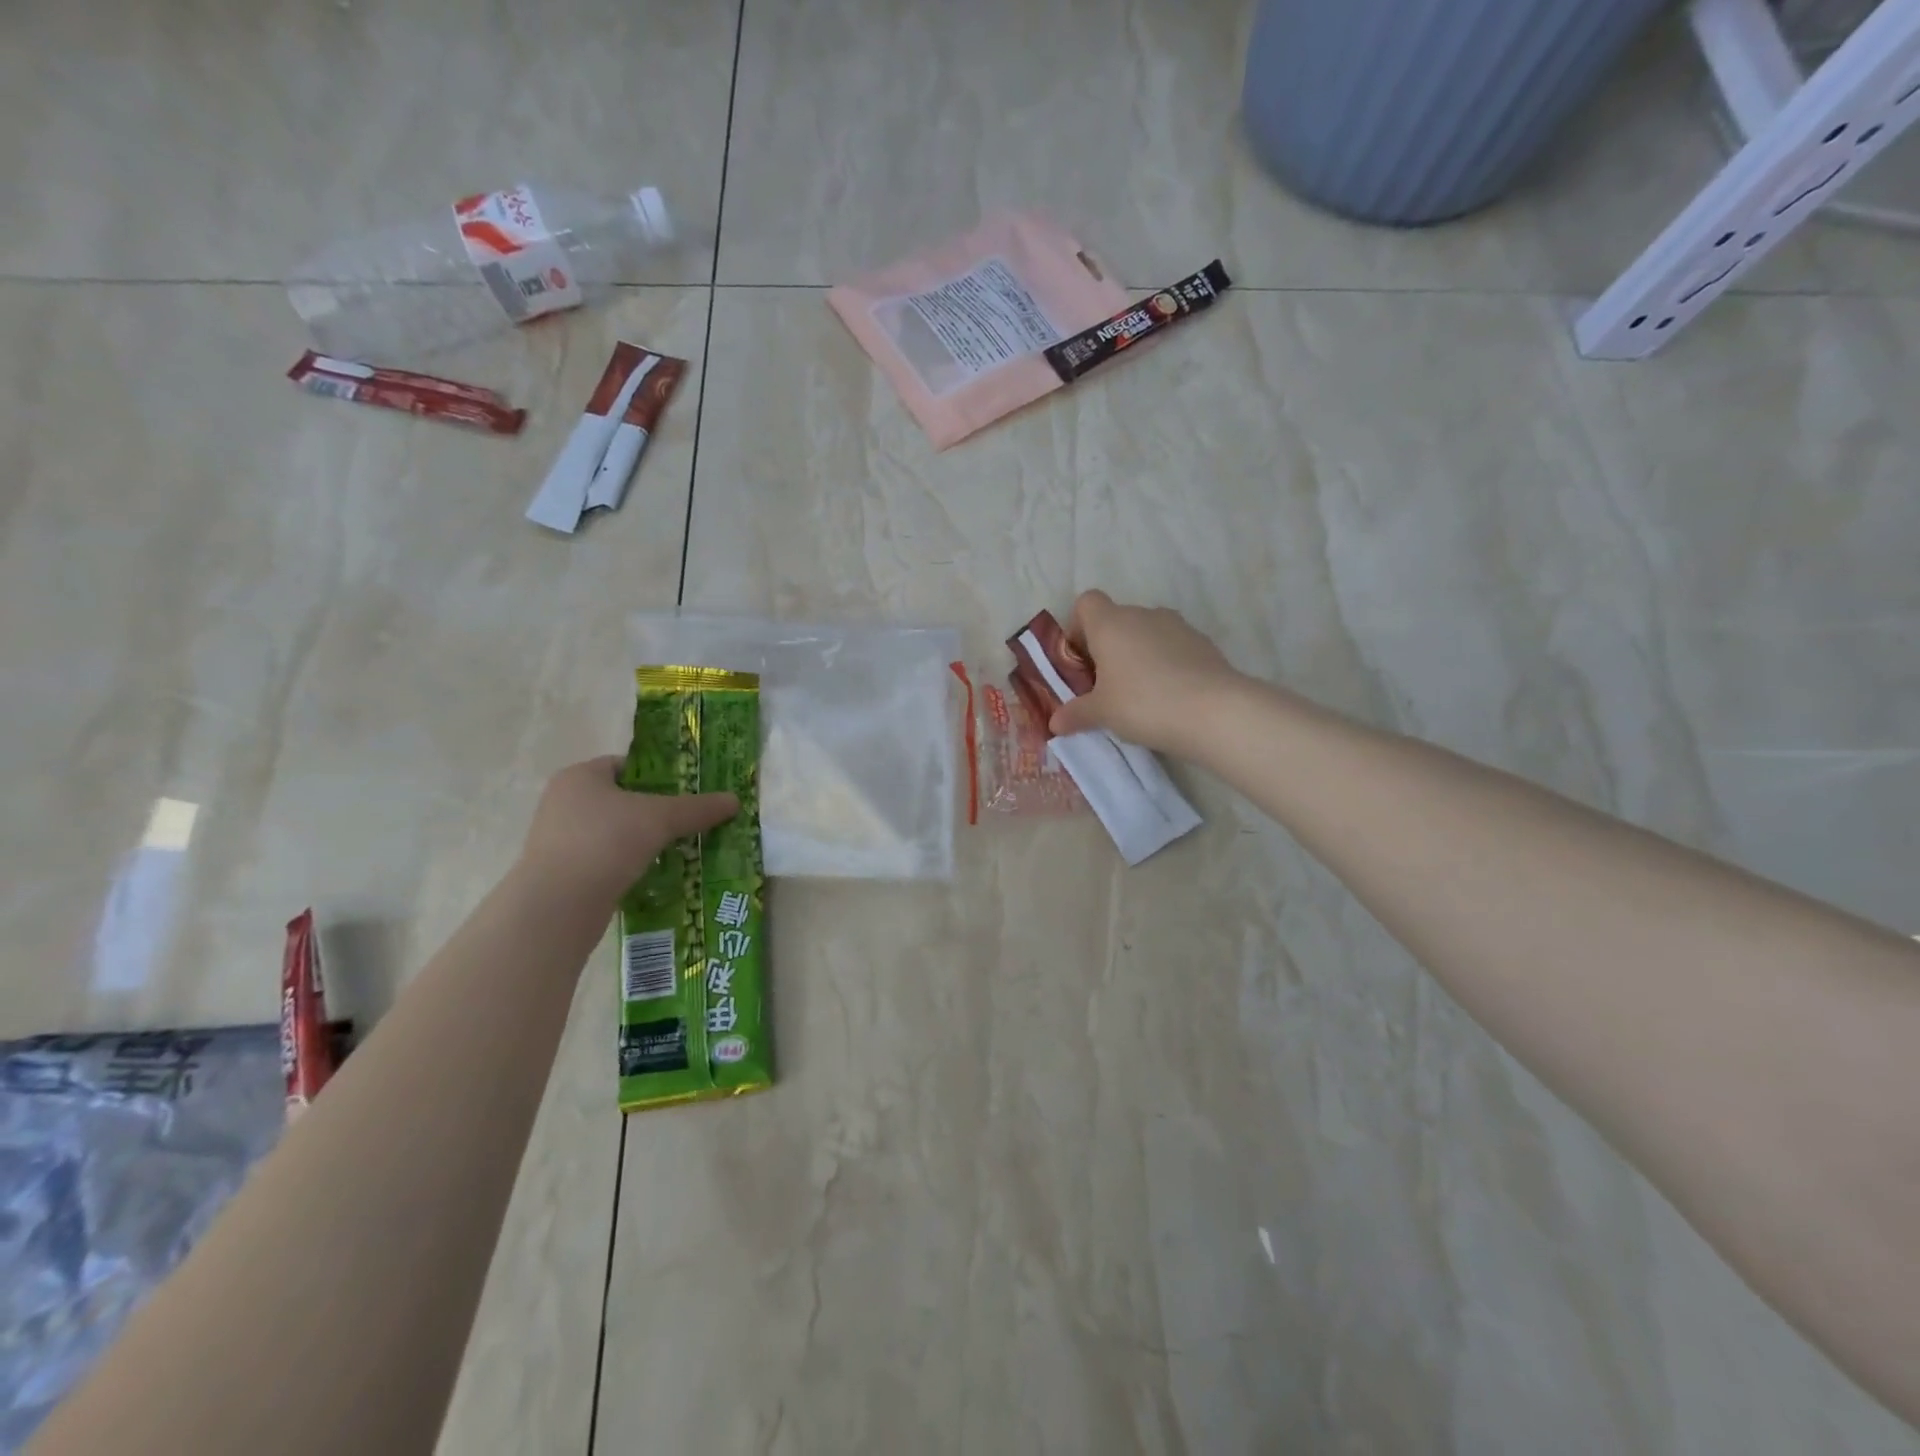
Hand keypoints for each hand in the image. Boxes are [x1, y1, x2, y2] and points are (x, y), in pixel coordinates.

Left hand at [517, 756, 736, 903]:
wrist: (558, 905)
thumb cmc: (606, 842)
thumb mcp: (661, 818)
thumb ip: (697, 808)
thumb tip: (735, 800)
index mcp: (580, 777)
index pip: (626, 765)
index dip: (659, 775)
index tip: (688, 792)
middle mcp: (563, 802)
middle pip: (622, 800)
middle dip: (656, 812)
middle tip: (689, 822)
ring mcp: (559, 840)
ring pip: (614, 833)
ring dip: (644, 841)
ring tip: (679, 850)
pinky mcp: (562, 873)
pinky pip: (605, 861)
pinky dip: (629, 865)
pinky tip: (655, 875)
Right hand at [1048, 590, 1245, 756]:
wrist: (1213, 711)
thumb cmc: (1143, 703)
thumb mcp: (1101, 713)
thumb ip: (1076, 714)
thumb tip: (1055, 723)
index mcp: (1110, 623)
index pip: (1087, 602)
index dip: (1079, 627)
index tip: (1081, 660)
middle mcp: (1142, 615)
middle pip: (1117, 620)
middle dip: (1109, 648)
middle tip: (1106, 686)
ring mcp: (1177, 626)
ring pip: (1147, 633)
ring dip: (1139, 655)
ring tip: (1140, 694)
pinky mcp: (1203, 643)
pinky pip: (1174, 648)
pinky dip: (1167, 665)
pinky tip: (1170, 697)